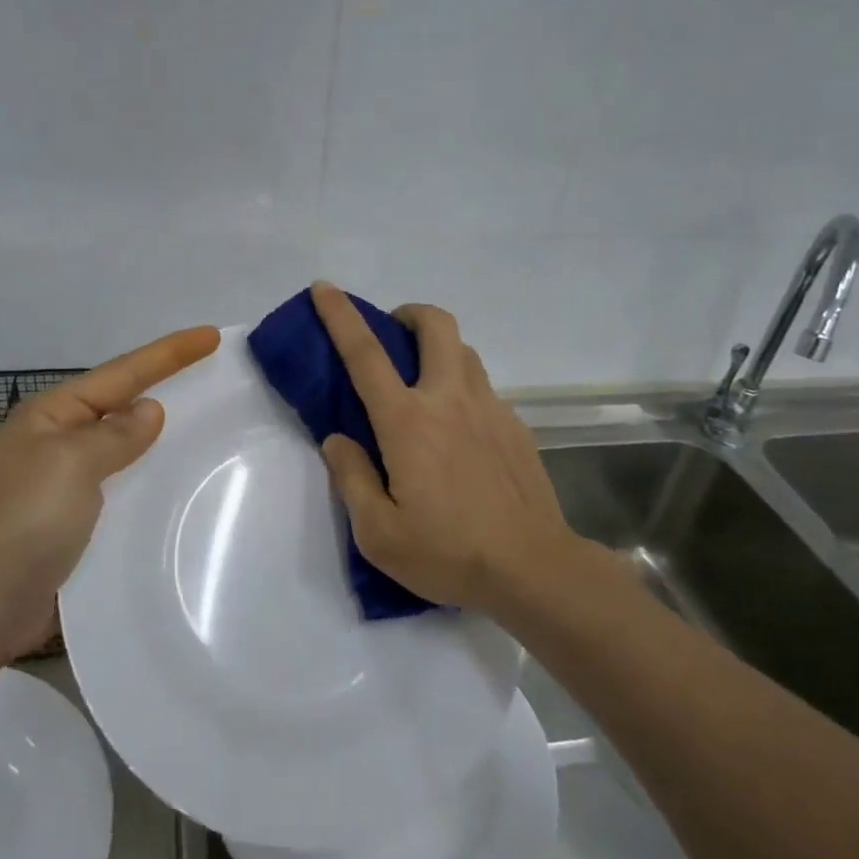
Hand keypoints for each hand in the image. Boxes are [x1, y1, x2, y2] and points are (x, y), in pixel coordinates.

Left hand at [0, 325, 220, 655]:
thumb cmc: (24, 520)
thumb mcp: (72, 463)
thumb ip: (115, 435)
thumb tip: (149, 411)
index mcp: (49, 417)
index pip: (120, 374)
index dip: (168, 354)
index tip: (211, 336)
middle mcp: (52, 444)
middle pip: (118, 406)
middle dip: (161, 390)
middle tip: (210, 381)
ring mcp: (57, 487)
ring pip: (119, 451)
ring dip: (154, 442)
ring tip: (201, 433)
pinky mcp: (66, 526)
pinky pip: (116, 491)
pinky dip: (142, 485)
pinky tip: (169, 491)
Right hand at [310, 283, 578, 612]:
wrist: (533, 569)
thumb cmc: (448, 553)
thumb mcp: (378, 534)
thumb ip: (351, 478)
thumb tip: (338, 440)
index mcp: (408, 422)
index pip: (366, 354)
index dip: (340, 316)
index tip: (324, 288)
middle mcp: (450, 400)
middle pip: (436, 325)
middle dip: (409, 314)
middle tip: (392, 336)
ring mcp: (490, 409)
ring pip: (464, 351)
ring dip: (438, 349)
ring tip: (423, 385)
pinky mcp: (516, 426)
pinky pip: (483, 389)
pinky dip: (462, 389)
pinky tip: (460, 433)